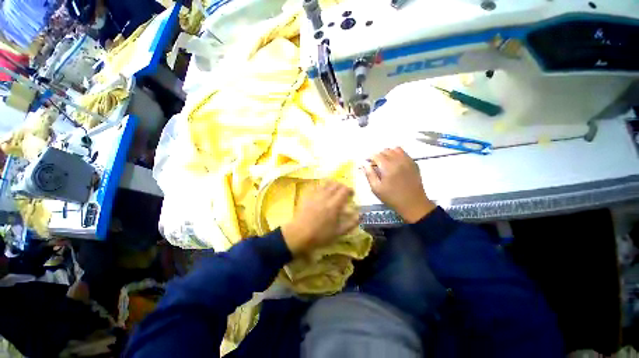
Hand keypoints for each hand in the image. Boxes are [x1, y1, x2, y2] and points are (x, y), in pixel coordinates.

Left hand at [282, 181, 358, 255]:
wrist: (299, 234)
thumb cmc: (320, 235)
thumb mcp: (338, 232)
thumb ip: (351, 223)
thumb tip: (360, 215)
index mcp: (334, 205)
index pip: (344, 190)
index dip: (350, 190)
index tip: (352, 194)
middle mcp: (326, 196)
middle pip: (336, 184)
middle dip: (342, 186)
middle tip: (344, 192)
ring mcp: (315, 195)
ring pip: (326, 183)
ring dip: (332, 184)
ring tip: (334, 190)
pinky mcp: (307, 196)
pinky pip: (316, 186)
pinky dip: (322, 186)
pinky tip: (322, 191)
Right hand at [363, 147, 435, 222]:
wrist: (413, 204)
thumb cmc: (392, 198)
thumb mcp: (376, 189)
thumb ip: (369, 174)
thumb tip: (364, 164)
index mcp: (388, 167)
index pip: (376, 155)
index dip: (370, 158)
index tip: (367, 163)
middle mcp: (398, 160)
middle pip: (385, 151)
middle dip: (378, 156)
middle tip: (375, 165)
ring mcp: (407, 161)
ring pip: (395, 149)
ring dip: (388, 153)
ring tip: (385, 162)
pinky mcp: (414, 163)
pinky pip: (404, 153)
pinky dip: (397, 154)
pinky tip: (395, 163)